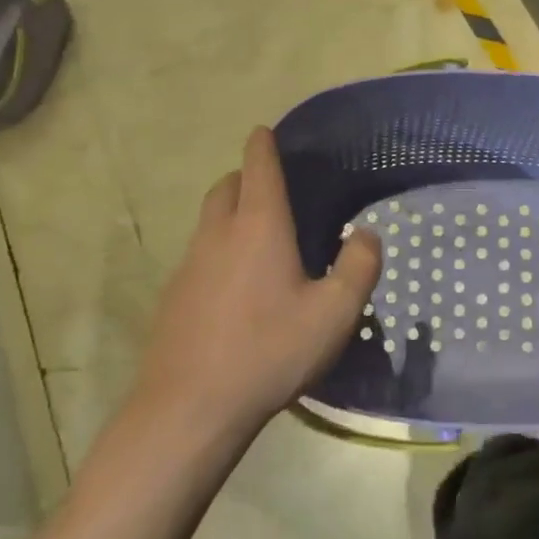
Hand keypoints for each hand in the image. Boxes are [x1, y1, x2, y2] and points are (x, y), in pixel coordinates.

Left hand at [134, 127, 381, 440]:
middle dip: (246, 176)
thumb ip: (359, 266)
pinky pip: (199, 255)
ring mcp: (189, 265)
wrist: (190, 407)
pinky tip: (236, 287)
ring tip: (258, 237)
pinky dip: (218, 250)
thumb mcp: (335, 313)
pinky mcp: (173, 296)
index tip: (264, 130)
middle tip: (271, 187)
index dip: (263, 144)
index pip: (259, 167)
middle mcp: (219, 234)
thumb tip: (365, 234)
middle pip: (227, 186)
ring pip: (209, 220)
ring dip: (230, 213)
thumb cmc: (270, 350)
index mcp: (259, 226)